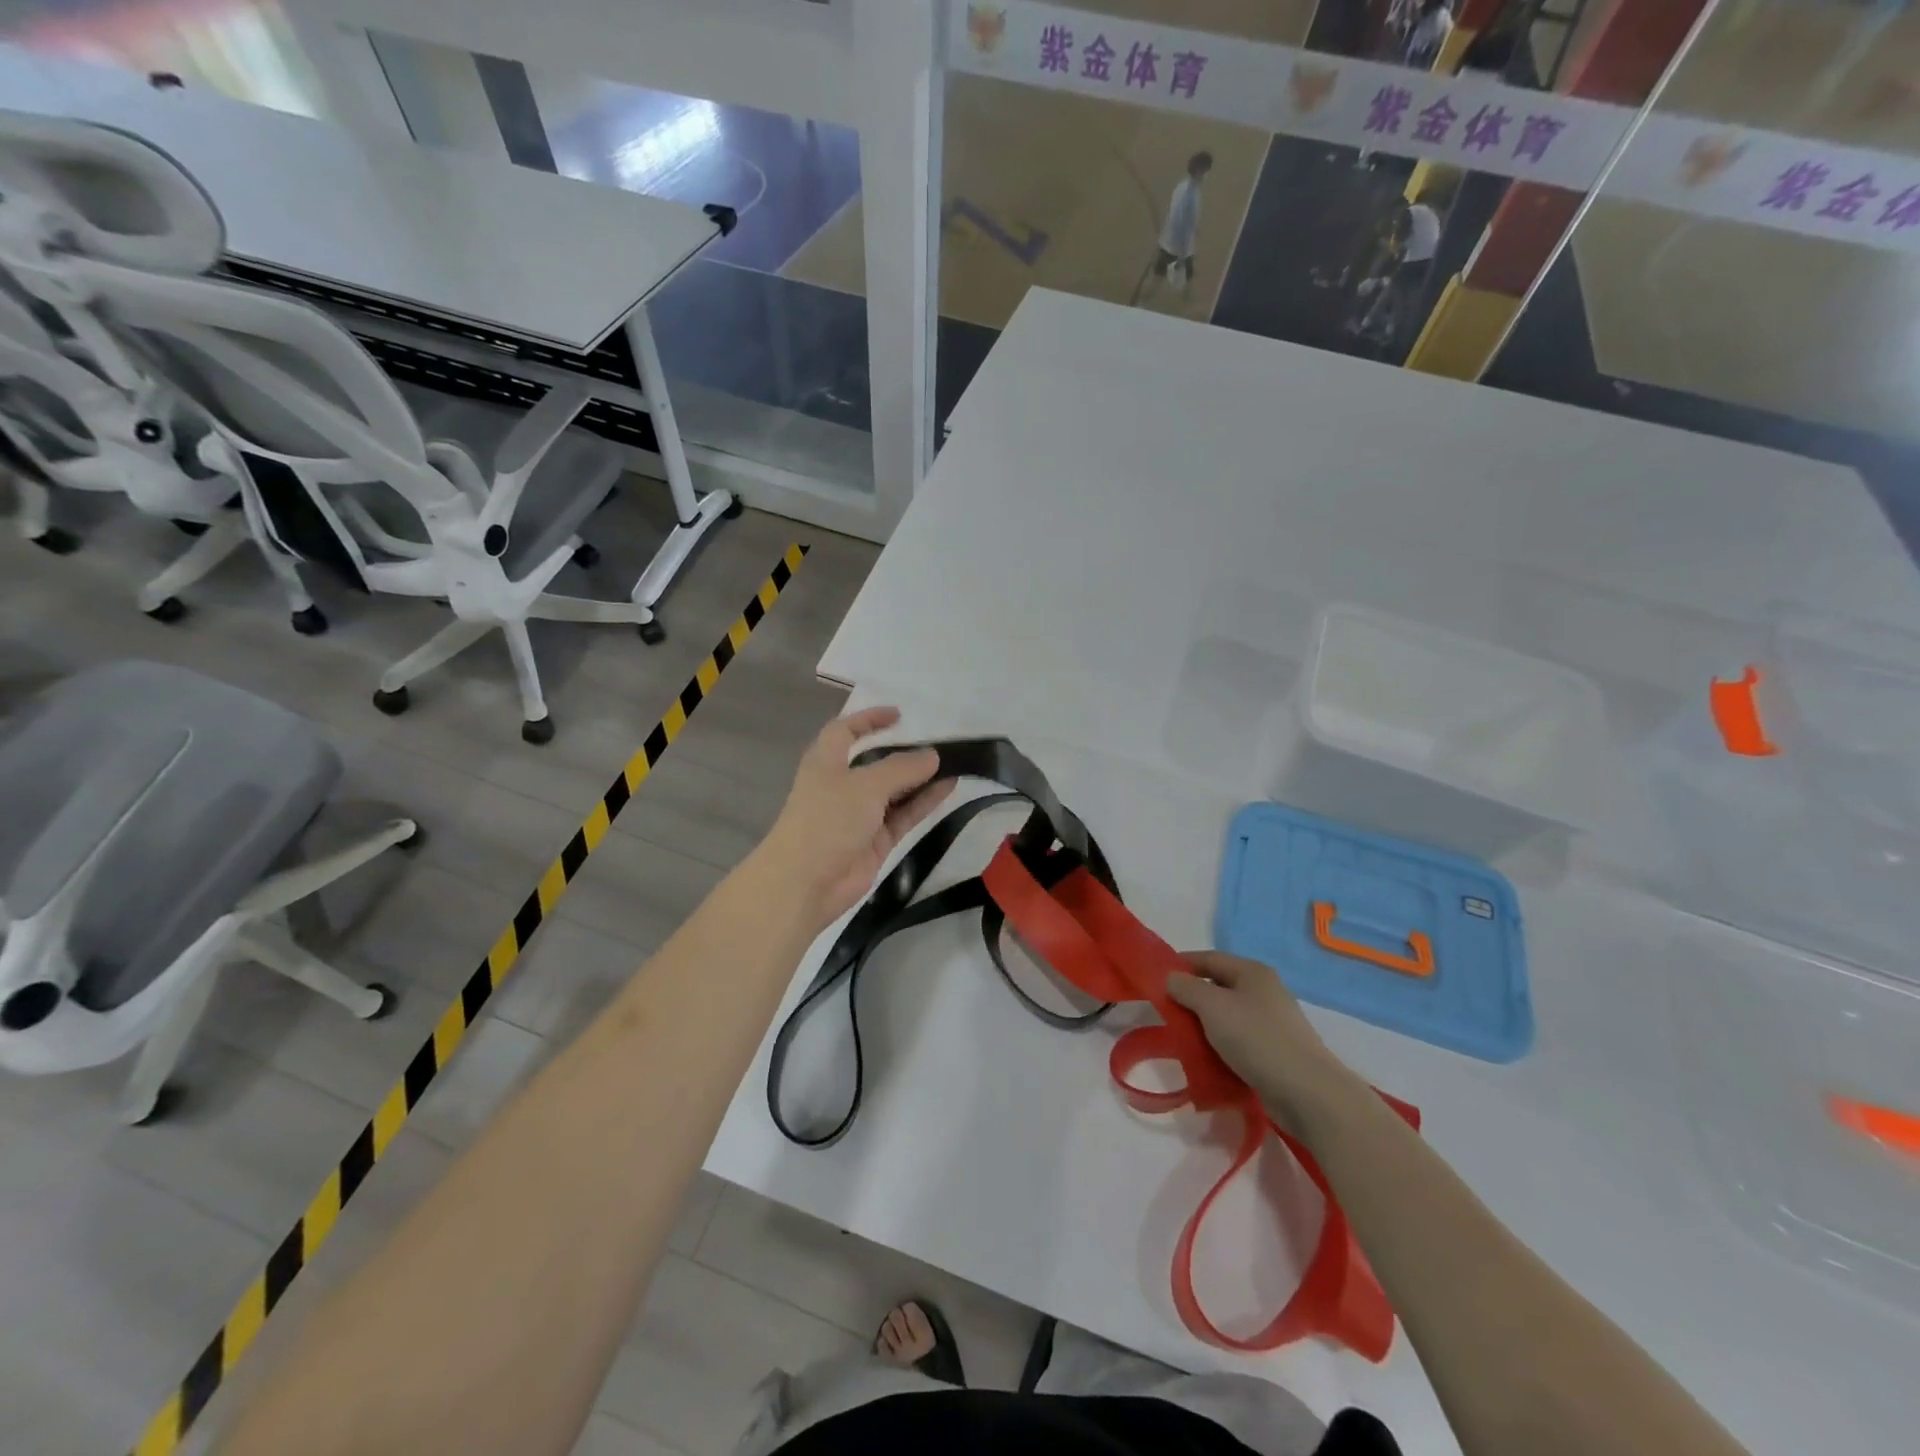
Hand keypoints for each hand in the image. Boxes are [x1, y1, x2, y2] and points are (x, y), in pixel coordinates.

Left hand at [756, 707, 953, 931]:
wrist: (805, 883)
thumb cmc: (827, 820)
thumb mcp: (865, 785)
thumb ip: (901, 768)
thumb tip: (932, 755)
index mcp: (826, 762)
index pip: (845, 731)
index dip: (868, 719)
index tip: (899, 715)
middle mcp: (842, 785)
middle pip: (875, 761)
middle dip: (903, 752)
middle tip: (937, 743)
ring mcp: (859, 815)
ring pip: (894, 790)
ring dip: (920, 778)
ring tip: (953, 763)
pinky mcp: (875, 841)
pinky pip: (903, 815)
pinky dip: (924, 802)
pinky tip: (948, 788)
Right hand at [1167, 952, 1358, 1133]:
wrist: (1308, 1093)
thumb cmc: (1256, 1038)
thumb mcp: (1212, 1006)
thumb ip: (1186, 988)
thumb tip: (1171, 979)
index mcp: (1252, 972)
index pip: (1208, 958)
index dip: (1181, 965)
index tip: (1155, 979)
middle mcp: (1264, 991)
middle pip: (1218, 987)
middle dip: (1190, 999)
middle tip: (1166, 1014)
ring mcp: (1272, 1023)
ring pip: (1227, 1017)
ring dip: (1204, 1027)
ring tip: (1183, 1040)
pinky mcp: (1275, 1052)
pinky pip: (1239, 1042)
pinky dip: (1220, 1047)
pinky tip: (1207, 1061)